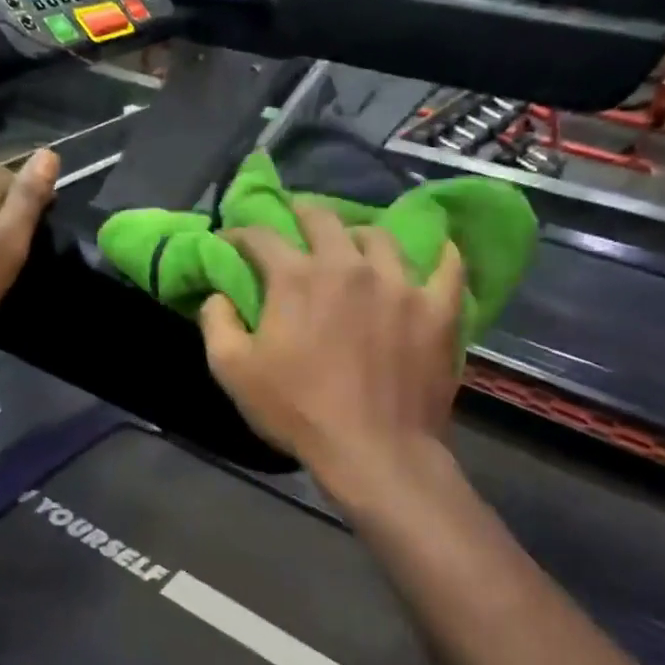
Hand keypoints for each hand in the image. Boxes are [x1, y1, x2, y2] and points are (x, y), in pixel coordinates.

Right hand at [200, 204, 464, 498]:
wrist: (373, 450)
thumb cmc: (297, 411)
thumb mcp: (233, 372)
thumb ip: (217, 323)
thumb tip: (217, 294)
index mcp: (297, 278)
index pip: (262, 237)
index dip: (241, 233)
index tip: (232, 240)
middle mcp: (349, 266)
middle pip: (324, 220)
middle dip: (303, 214)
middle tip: (297, 220)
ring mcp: (400, 283)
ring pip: (381, 238)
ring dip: (360, 235)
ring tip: (356, 244)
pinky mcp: (437, 308)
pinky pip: (447, 267)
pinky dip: (440, 255)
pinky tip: (437, 252)